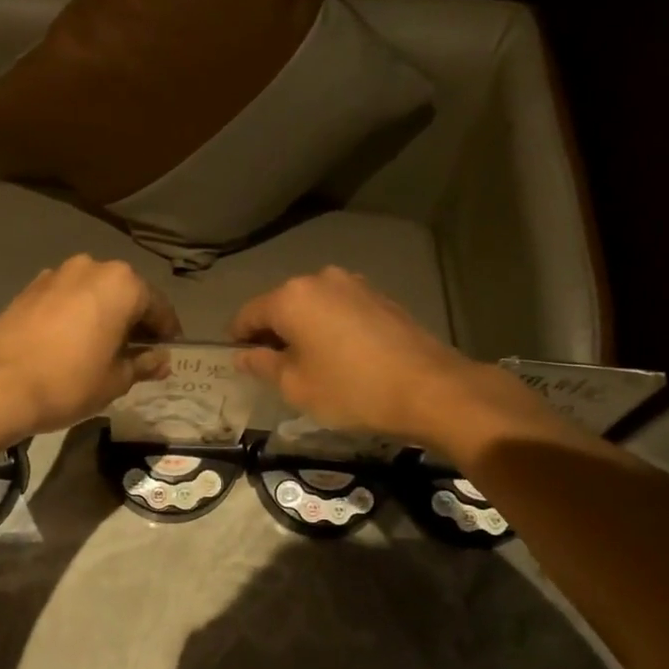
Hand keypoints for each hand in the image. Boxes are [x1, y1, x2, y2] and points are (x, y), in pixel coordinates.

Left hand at [0, 256, 181, 438]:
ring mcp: (56, 274)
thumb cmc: (69, 382)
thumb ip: (143, 364)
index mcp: (122, 284)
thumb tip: (161, 360)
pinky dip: (76, 315)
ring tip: (103, 348)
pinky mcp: (29, 289)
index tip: (168, 351)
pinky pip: (66, 299)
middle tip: (137, 352)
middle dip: (134, 320)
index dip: (167, 332)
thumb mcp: (116, 380)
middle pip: (125, 294)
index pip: (158, 307)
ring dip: (103, 315)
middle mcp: (91, 268)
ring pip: (93, 293)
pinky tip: (72, 342)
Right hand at [230, 267, 562, 451]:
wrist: (429, 388)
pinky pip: (341, 310)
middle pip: (282, 306)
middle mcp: (320, 279)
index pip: (248, 314)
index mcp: (291, 297)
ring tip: (314, 365)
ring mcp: (354, 285)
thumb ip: (262, 365)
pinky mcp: (380, 297)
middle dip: (274, 334)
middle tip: (279, 370)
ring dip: (306, 330)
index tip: (242, 363)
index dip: (239, 339)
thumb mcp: (296, 386)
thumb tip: (243, 355)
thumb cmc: (351, 389)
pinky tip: (344, 357)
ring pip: (313, 307)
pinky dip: (333, 329)